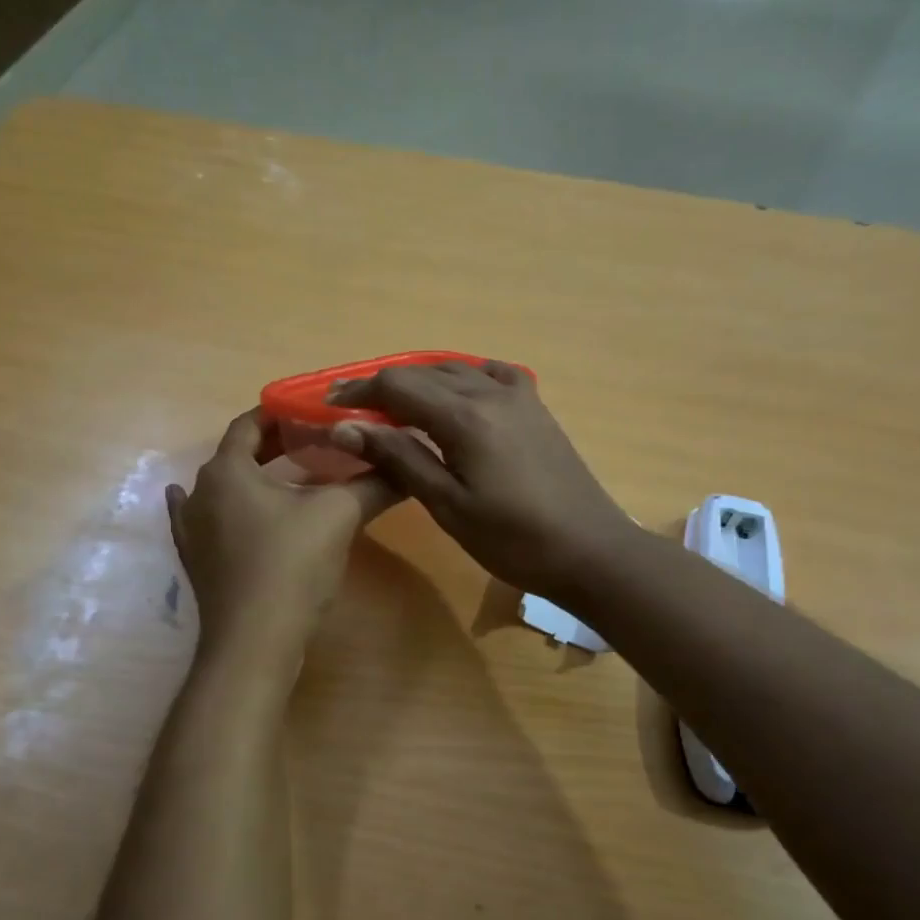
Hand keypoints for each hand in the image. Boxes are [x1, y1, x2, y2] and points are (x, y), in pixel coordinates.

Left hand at [167, 410, 399, 653]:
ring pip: (223, 488)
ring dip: (253, 477)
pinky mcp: (196, 560)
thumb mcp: (339, 515)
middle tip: (314, 443)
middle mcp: (201, 490)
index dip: (283, 413)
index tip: (315, 413)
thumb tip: (408, 465)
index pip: (251, 422)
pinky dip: (219, 508)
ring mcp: (192, 528)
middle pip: (237, 453)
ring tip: (288, 477)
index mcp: (228, 469)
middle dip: (274, 445)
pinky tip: (219, 507)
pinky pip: (203, 520)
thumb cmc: (292, 565)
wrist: (254, 641)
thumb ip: (374, 483)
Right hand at [327, 362, 638, 602]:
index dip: (359, 392)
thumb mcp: (448, 505)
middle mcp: (491, 392)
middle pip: (424, 372)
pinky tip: (456, 395)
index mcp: (466, 417)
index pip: (398, 386)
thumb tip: (346, 428)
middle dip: (383, 386)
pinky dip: (462, 377)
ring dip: (420, 381)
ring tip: (394, 406)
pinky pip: (491, 374)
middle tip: (352, 409)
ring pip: (456, 369)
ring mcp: (519, 396)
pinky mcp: (536, 408)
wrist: (589, 550)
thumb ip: (399, 458)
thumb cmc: (513, 539)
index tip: (329, 405)